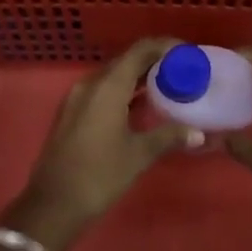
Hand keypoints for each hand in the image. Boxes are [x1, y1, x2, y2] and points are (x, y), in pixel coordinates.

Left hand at [4, 37, 202, 250]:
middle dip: (154, 62)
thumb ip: (169, 136)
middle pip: (126, 60)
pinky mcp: (73, 111)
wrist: (53, 203)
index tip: (187, 54)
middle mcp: (91, 83)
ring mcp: (78, 96)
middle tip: (182, 71)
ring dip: (138, 77)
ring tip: (167, 86)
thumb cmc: (99, 174)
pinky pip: (102, 90)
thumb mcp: (138, 155)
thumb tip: (199, 133)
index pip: (140, 50)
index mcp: (108, 85)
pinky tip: (141, 106)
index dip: (164, 46)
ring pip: (113, 76)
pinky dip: (123, 91)